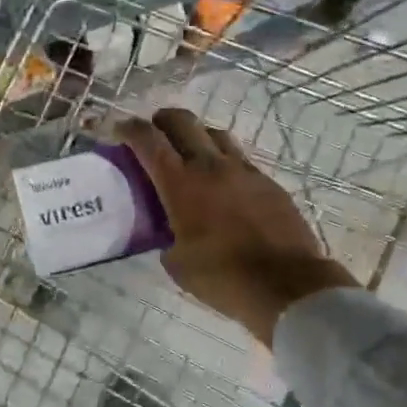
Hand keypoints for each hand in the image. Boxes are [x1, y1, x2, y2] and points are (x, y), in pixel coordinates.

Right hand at [117, 108, 355, 345]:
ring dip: (195, 136)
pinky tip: (221, 183)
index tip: (119, 129)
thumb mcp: (177, 263)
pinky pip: (239, 158)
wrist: (286, 284)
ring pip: (214, 134)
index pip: (148, 140)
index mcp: (180, 183)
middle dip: (162, 121)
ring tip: (189, 154)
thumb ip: (167, 237)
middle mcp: (210, 166)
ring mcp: (243, 170)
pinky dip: (223, 160)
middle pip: (182, 121)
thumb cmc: (222, 277)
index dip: (130, 129)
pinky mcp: (267, 182)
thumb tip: (171, 232)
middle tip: (153, 135)